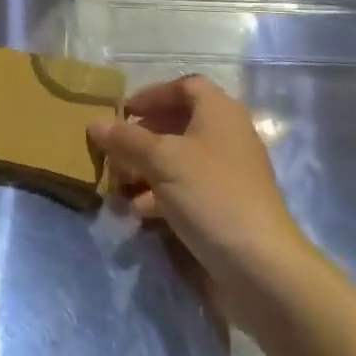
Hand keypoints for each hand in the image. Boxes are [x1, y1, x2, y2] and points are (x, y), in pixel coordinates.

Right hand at [89, 75, 312, 315]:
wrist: (261, 268)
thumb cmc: (210, 196)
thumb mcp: (162, 161)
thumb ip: (126, 140)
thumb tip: (94, 123)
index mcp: (219, 111)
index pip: (185, 86)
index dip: (153, 95)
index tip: (123, 111)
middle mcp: (226, 136)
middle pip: (178, 125)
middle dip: (142, 138)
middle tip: (113, 152)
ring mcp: (228, 175)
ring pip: (179, 161)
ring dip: (145, 171)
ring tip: (117, 187)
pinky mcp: (225, 208)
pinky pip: (186, 191)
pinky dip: (161, 197)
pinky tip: (138, 213)